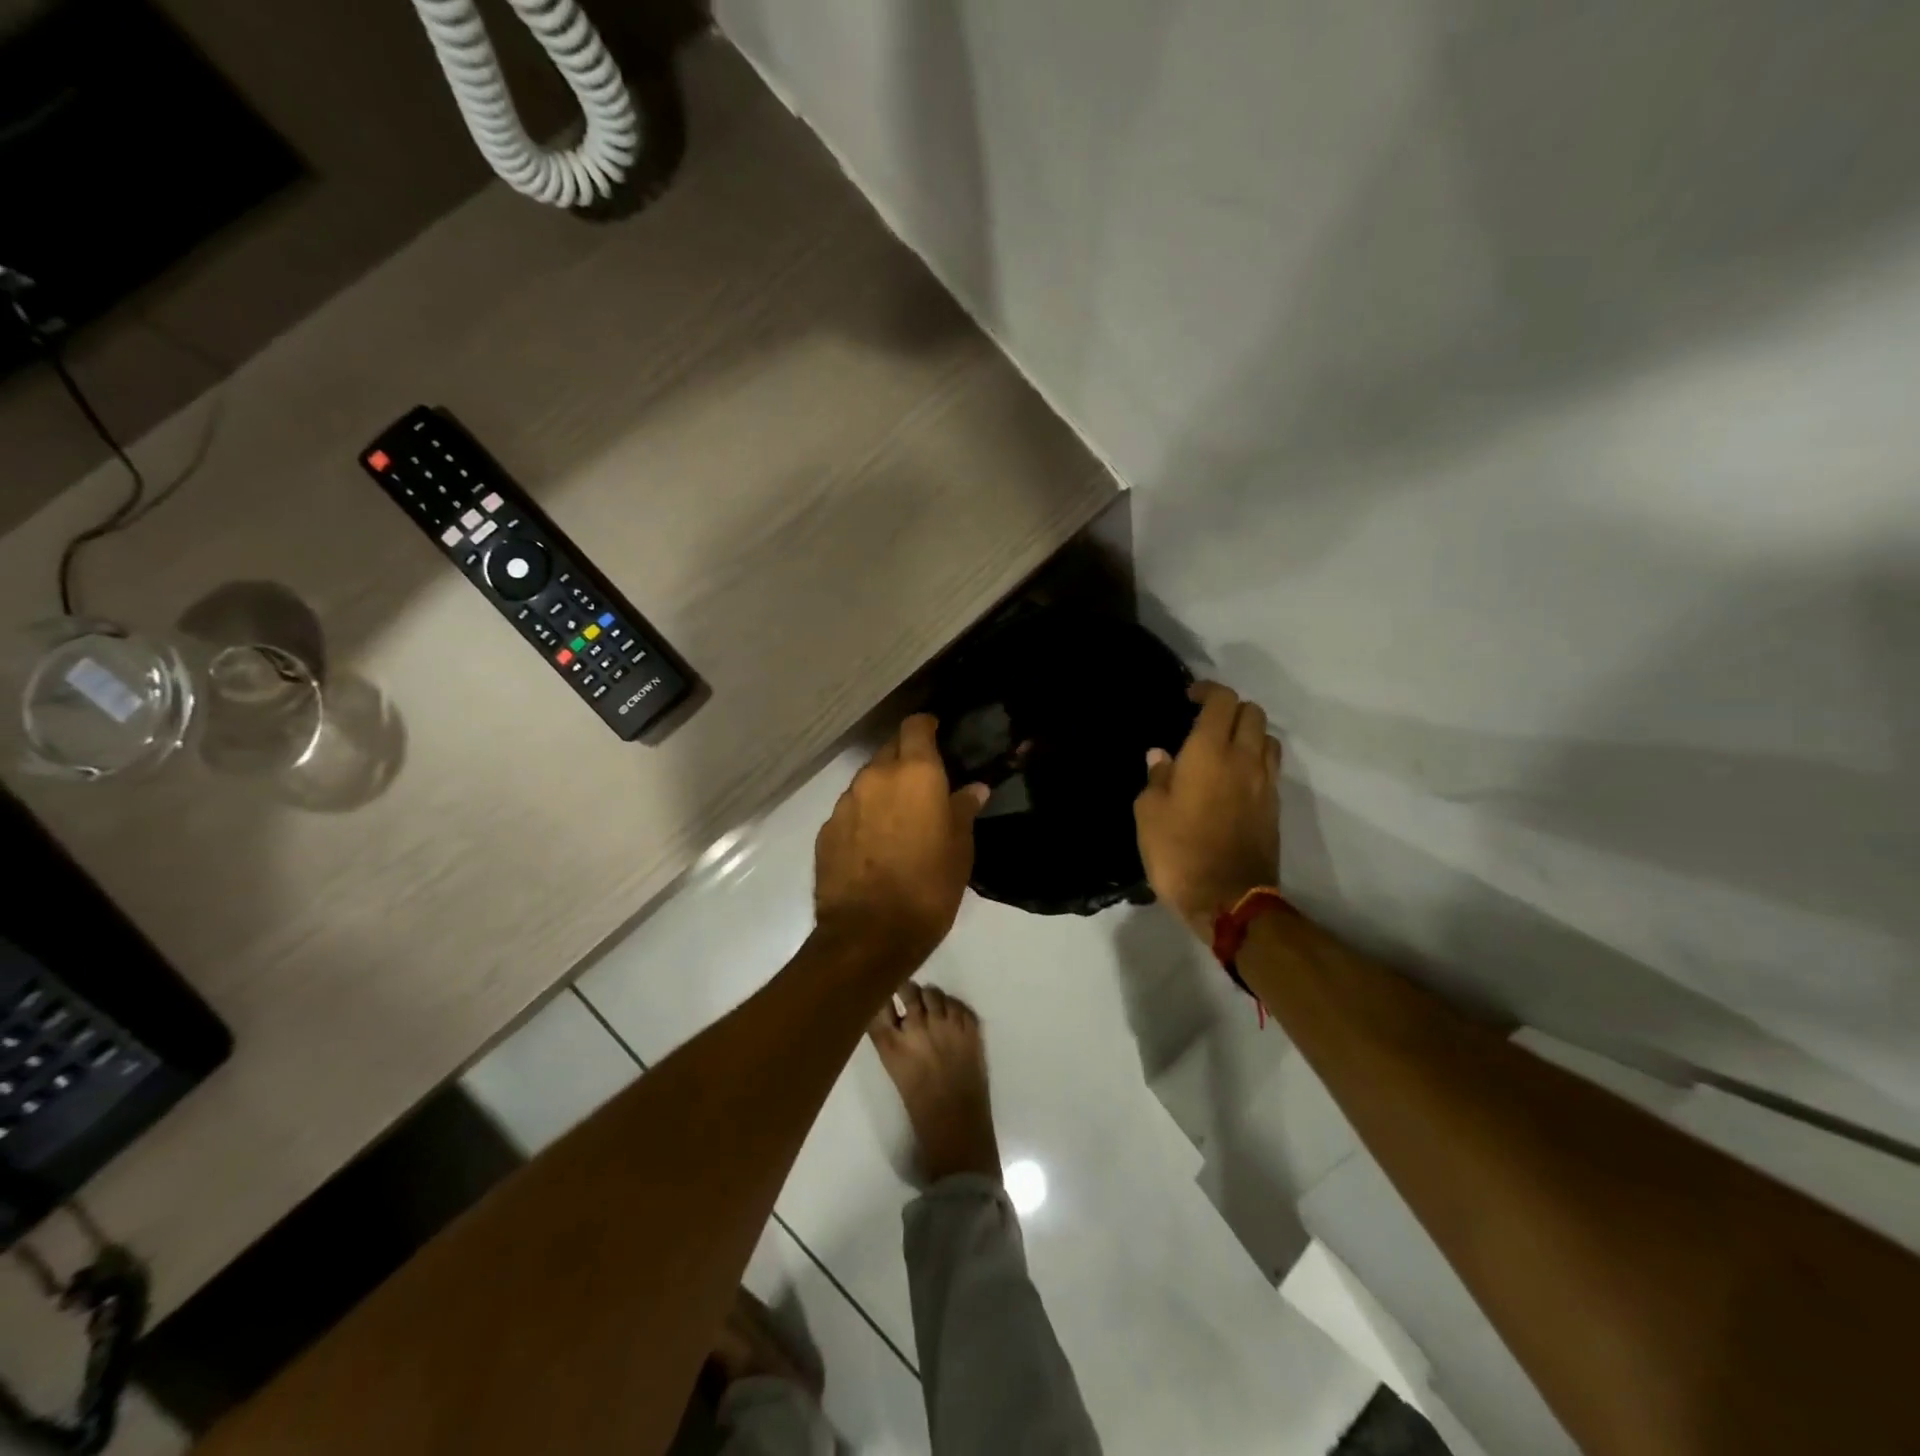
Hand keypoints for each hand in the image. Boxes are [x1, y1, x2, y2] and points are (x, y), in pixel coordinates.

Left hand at [814, 715, 987, 969]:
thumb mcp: (960, 849)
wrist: (869, 934)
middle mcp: (875, 777)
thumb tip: (974, 788)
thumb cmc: (928, 887)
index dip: (926, 727)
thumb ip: (963, 810)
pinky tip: (874, 844)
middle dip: (905, 760)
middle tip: (923, 785)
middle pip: (889, 751)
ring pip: (867, 781)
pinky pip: (850, 810)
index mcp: (915, 774)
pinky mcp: (826, 829)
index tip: (937, 734)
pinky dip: (863, 816)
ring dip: (883, 790)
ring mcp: (845, 802)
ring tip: (897, 819)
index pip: (916, 726)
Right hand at [1134, 681, 1281, 942]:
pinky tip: (1235, 778)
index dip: (1207, 691)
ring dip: (1249, 734)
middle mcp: (1244, 758)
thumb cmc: (1178, 851)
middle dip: (1230, 709)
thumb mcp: (1149, 813)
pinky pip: (1270, 767)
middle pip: (1252, 712)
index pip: (1222, 700)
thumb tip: (1161, 756)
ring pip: (1268, 738)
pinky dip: (1256, 760)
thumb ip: (1157, 778)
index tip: (1189, 698)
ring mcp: (1265, 783)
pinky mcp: (1275, 806)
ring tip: (1225, 748)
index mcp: (1209, 752)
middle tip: (1206, 723)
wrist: (1227, 898)